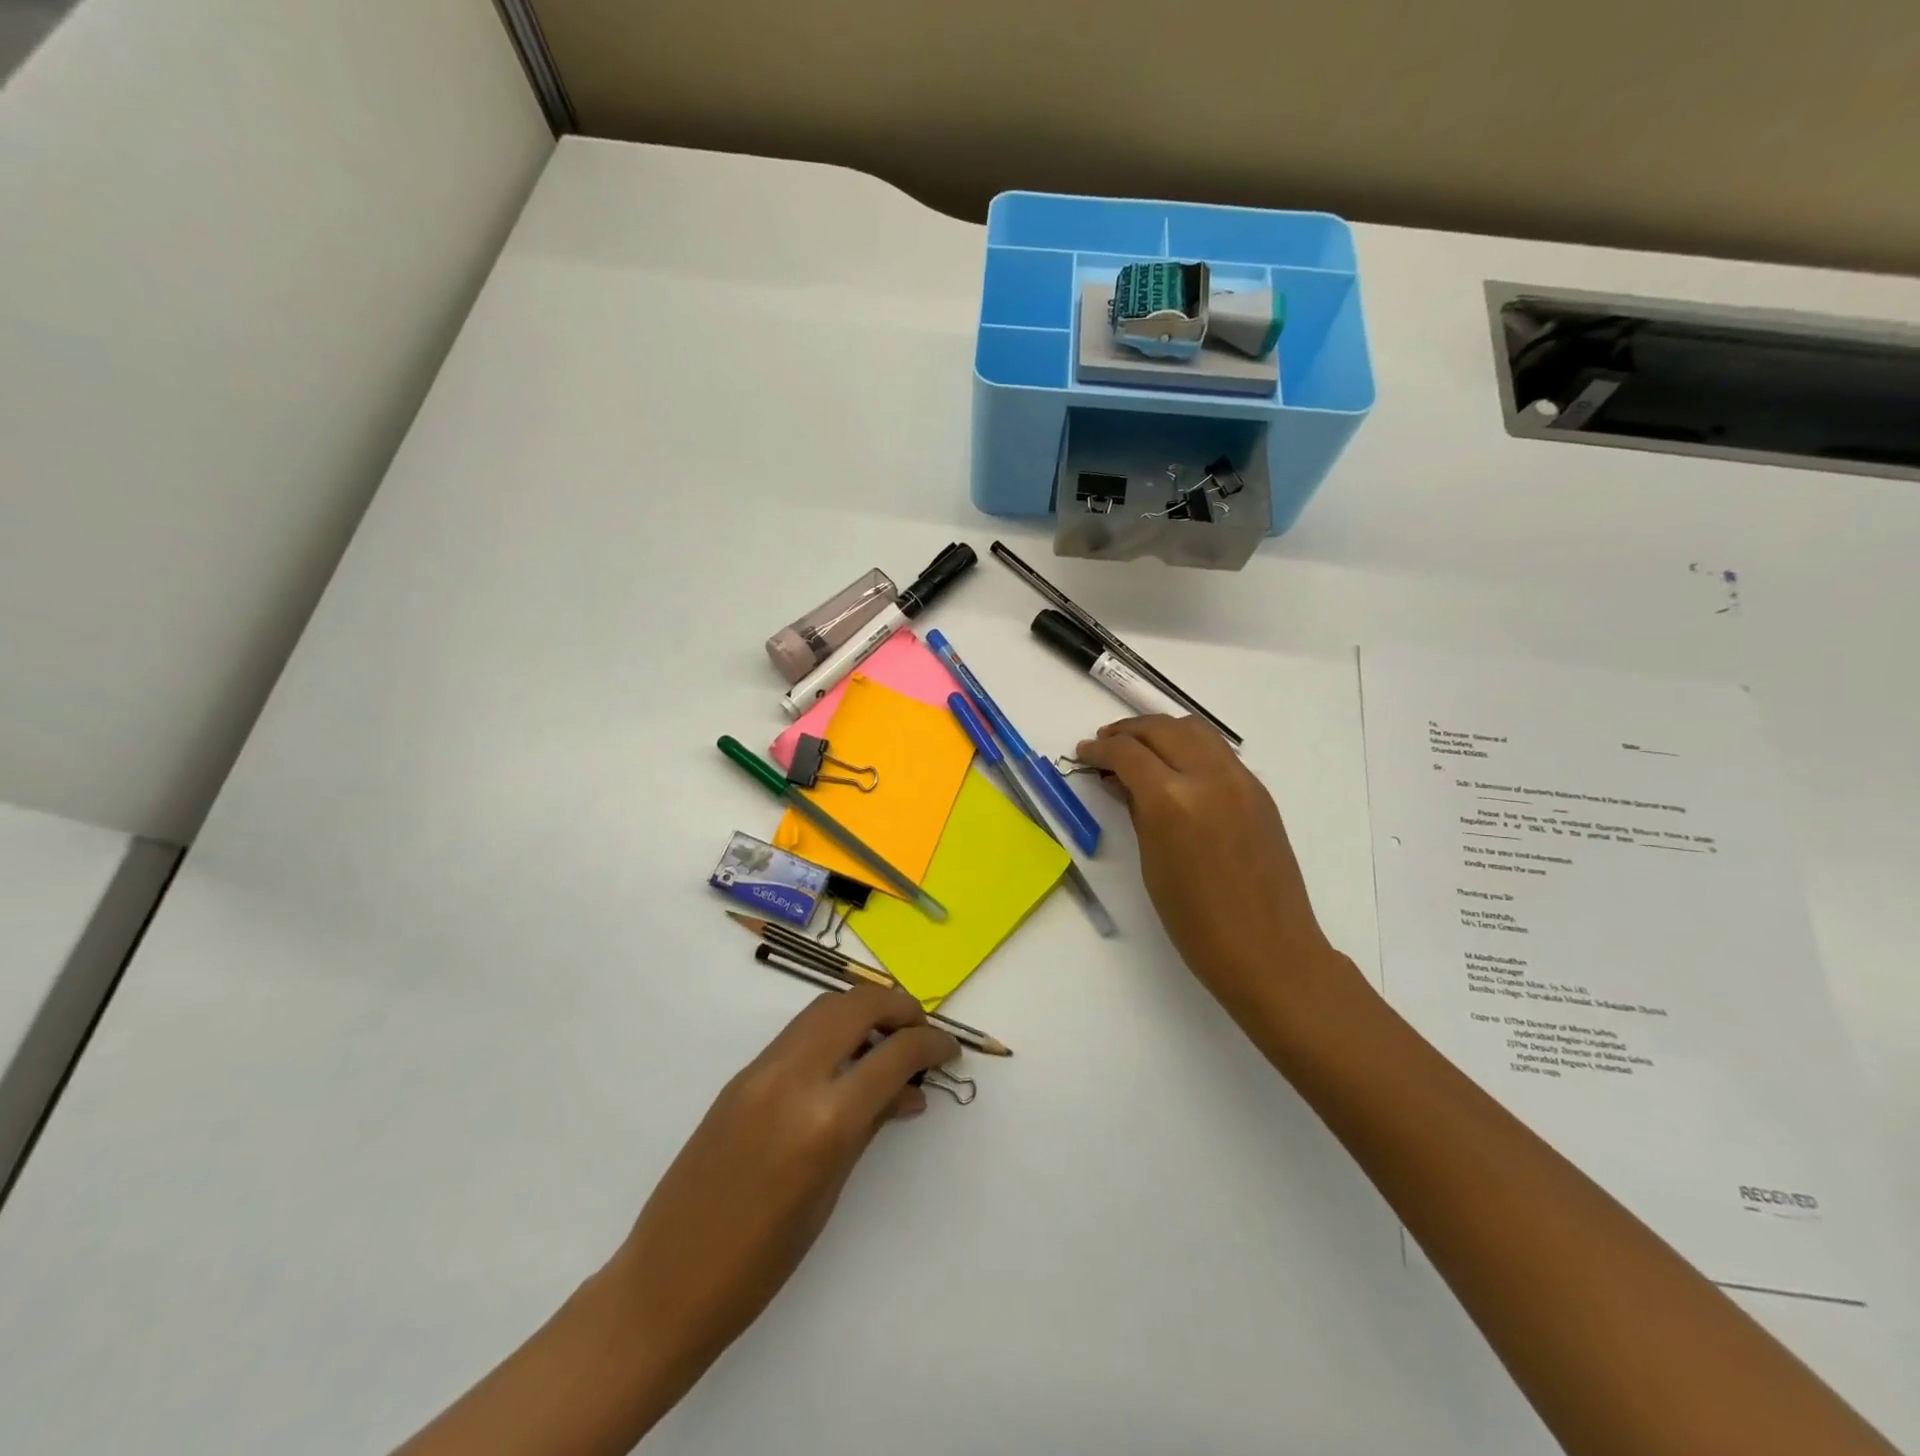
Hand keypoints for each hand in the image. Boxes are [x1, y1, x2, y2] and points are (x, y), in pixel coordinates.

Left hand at [603, 984, 958, 1397]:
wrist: (668, 1281)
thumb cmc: (761, 1262)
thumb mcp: (830, 1193)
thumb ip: (871, 1126)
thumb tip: (908, 1091)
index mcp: (824, 1120)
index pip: (894, 1054)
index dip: (931, 1044)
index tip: (950, 1049)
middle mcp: (793, 1078)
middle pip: (857, 1005)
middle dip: (898, 1007)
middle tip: (920, 1033)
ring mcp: (761, 1070)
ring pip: (825, 1007)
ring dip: (864, 1010)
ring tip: (888, 1040)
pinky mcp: (741, 1074)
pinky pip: (799, 1032)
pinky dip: (832, 1029)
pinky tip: (846, 1060)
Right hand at [1076, 715, 1354, 1026]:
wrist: (1269, 951)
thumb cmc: (1196, 922)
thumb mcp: (1152, 864)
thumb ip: (1136, 811)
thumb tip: (1121, 782)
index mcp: (1173, 801)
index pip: (1128, 753)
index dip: (1100, 749)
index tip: (1084, 753)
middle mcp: (1209, 777)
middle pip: (1161, 728)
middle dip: (1127, 731)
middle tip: (1104, 744)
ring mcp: (1241, 780)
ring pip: (1194, 729)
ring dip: (1160, 731)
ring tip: (1138, 748)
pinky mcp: (1259, 791)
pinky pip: (1217, 751)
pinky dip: (1189, 746)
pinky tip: (1175, 768)